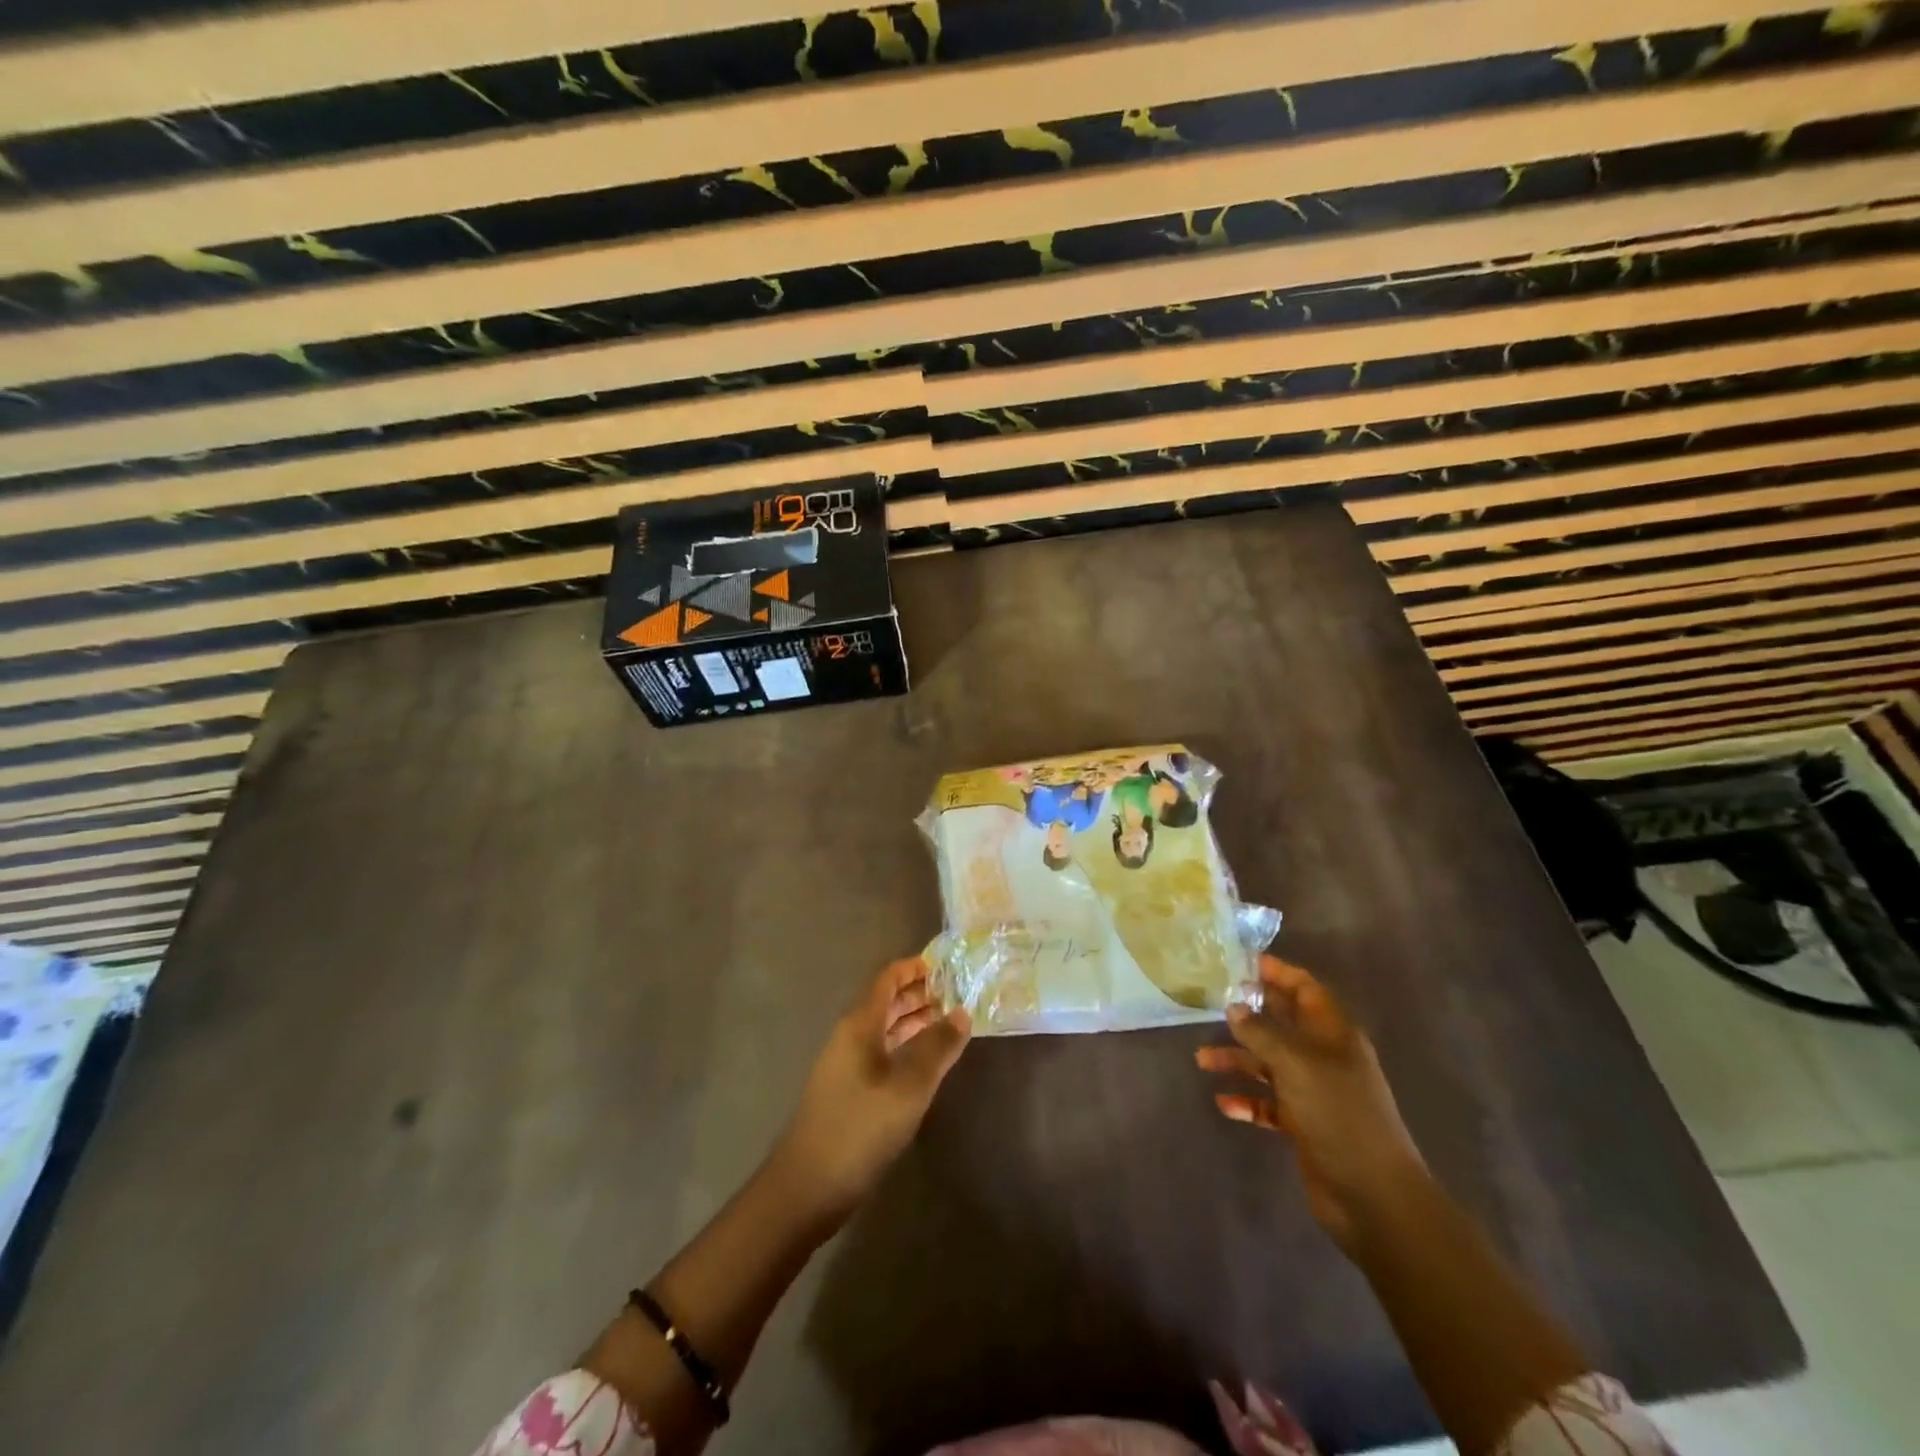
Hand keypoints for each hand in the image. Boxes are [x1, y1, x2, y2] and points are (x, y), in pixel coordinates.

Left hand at [774, 957, 971, 1225]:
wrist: (806, 1188)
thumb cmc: (860, 1128)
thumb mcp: (908, 1087)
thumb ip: (937, 1048)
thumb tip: (962, 1012)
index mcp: (859, 1025)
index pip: (886, 980)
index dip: (914, 968)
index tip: (946, 965)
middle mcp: (850, 1037)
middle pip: (885, 1002)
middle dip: (919, 994)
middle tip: (957, 993)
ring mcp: (846, 1066)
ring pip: (884, 1030)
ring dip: (914, 1022)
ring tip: (950, 1022)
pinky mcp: (848, 1092)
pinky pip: (882, 1054)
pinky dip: (906, 1048)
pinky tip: (927, 1063)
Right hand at [1196, 955, 1423, 1250]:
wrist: (1374, 1196)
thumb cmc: (1338, 1115)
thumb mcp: (1295, 1064)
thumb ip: (1261, 1032)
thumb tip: (1234, 1007)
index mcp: (1333, 1033)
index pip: (1304, 989)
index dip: (1276, 973)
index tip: (1240, 962)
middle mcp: (1325, 1057)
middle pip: (1283, 1023)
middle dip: (1249, 1014)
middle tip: (1210, 1003)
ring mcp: (1316, 1092)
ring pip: (1270, 1063)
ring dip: (1238, 1059)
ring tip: (1201, 1060)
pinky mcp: (1306, 1125)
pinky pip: (1269, 1103)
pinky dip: (1248, 1100)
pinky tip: (1224, 1103)